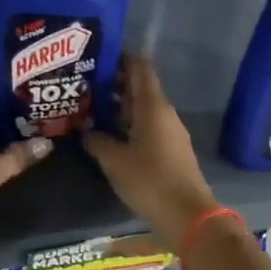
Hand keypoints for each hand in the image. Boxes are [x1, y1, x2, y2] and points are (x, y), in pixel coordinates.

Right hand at [83, 54, 217, 248]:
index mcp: (152, 106)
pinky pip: (145, 126)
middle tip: (82, 81)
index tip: (96, 53)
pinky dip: (126, 123)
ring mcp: (169, 131)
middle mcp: (163, 112)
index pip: (139, 67)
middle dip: (113, 82)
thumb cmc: (149, 180)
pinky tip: (107, 132)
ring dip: (118, 105)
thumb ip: (96, 140)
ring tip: (88, 105)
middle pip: (138, 87)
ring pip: (141, 108)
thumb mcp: (114, 160)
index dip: (120, 56)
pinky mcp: (169, 149)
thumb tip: (84, 130)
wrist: (187, 216)